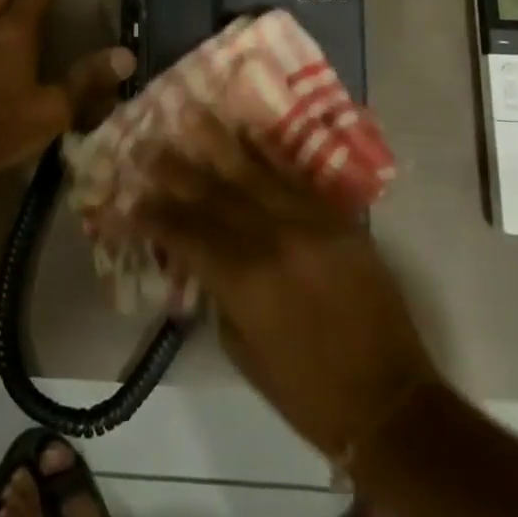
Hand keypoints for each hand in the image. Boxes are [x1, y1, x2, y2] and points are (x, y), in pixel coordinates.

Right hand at [130, 108, 440, 458]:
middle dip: (174, 170)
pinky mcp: (337, 221)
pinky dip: (270, 152)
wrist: (391, 403)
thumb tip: (198, 255)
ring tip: (190, 113)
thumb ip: (218, 293)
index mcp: (244, 281)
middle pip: (212, 195)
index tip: (126, 199)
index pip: (185, 234)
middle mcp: (272, 241)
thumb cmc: (307, 391)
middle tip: (145, 146)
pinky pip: (297, 178)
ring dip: (217, 143)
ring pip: (252, 174)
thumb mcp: (242, 349)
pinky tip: (248, 130)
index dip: (152, 216)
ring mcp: (308, 224)